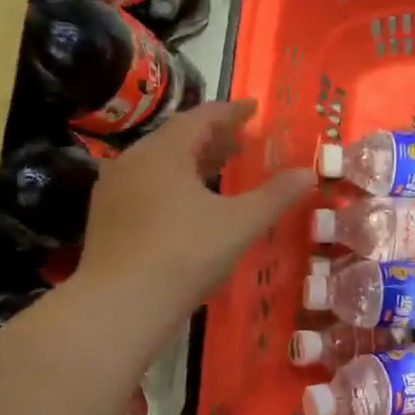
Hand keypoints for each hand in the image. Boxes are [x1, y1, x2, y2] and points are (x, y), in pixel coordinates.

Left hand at [73, 101, 314, 317]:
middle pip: (177, 137)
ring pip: (159, 162)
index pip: (201, 117)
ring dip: (192, 160)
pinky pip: (146, 185)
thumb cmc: (185, 255)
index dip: (232, 111)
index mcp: (163, 152)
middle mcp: (133, 161)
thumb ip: (276, 196)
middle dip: (212, 136)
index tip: (253, 108)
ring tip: (220, 168)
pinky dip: (174, 182)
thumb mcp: (240, 224)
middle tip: (241, 139)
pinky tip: (189, 203)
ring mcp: (114, 190)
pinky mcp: (107, 218)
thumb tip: (308, 173)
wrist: (119, 306)